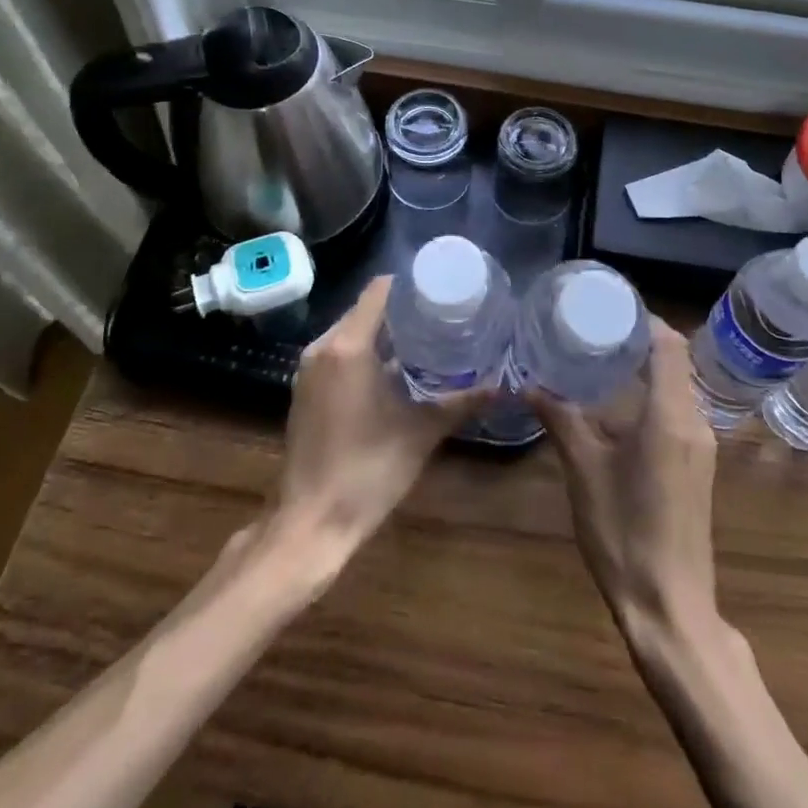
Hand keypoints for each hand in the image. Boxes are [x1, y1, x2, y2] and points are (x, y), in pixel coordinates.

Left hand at [267, 276, 483, 570]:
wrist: (311, 523)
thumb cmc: (368, 471)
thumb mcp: (421, 432)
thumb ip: (461, 403)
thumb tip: (502, 385)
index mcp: (348, 346)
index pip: (379, 290)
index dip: (410, 284)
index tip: (441, 289)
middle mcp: (322, 347)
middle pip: (365, 308)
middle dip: (401, 308)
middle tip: (442, 315)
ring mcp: (308, 369)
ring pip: (350, 331)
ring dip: (383, 331)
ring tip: (425, 338)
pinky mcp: (304, 389)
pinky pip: (338, 352)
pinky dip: (364, 351)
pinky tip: (393, 369)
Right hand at [530, 318, 720, 643]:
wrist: (670, 607)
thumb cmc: (624, 533)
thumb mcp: (583, 471)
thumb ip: (560, 418)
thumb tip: (528, 382)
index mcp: (671, 416)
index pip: (669, 345)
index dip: (644, 319)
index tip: (608, 307)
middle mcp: (694, 423)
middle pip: (676, 361)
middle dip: (640, 339)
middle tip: (595, 329)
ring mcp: (701, 446)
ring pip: (677, 386)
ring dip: (646, 367)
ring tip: (601, 358)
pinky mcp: (697, 466)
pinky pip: (678, 411)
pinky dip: (652, 394)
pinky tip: (617, 405)